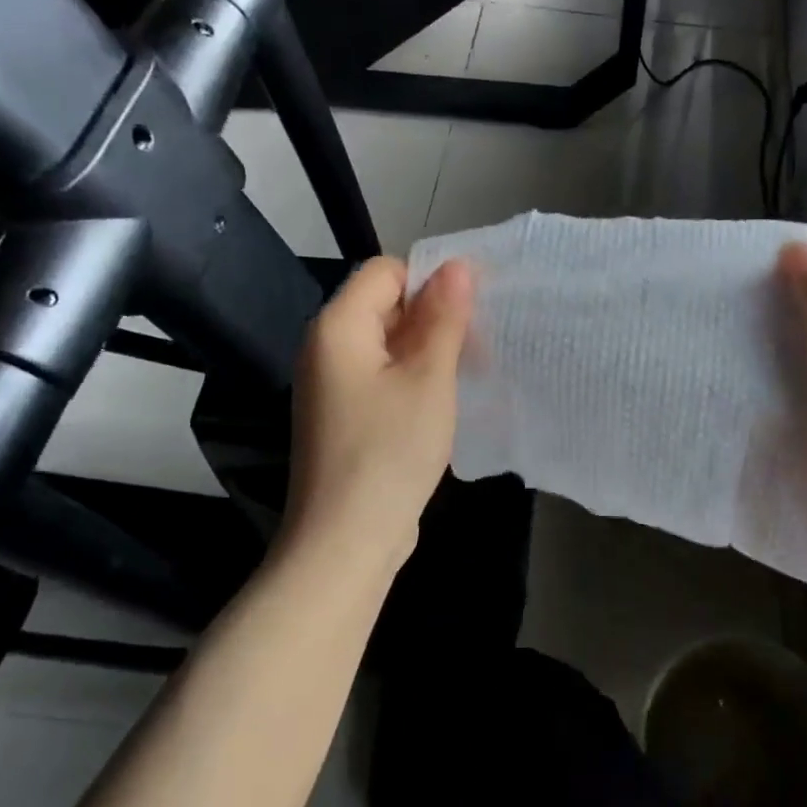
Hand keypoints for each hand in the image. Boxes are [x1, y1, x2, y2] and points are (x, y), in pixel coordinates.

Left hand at [284, 257, 473, 569]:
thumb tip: (458, 265)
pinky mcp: (344, 415)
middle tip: (479, 344)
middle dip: (434, 317)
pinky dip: (413, 378)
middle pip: (385, 304)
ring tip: (469, 371)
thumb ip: (444, 319)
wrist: (346, 541)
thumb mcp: (428, 379)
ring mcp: (333, 384)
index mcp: (338, 326)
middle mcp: (326, 347)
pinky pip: (382, 376)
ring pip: (388, 343)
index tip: (473, 311)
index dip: (431, 281)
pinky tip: (444, 400)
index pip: (386, 271)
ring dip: (428, 350)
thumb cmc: (390, 452)